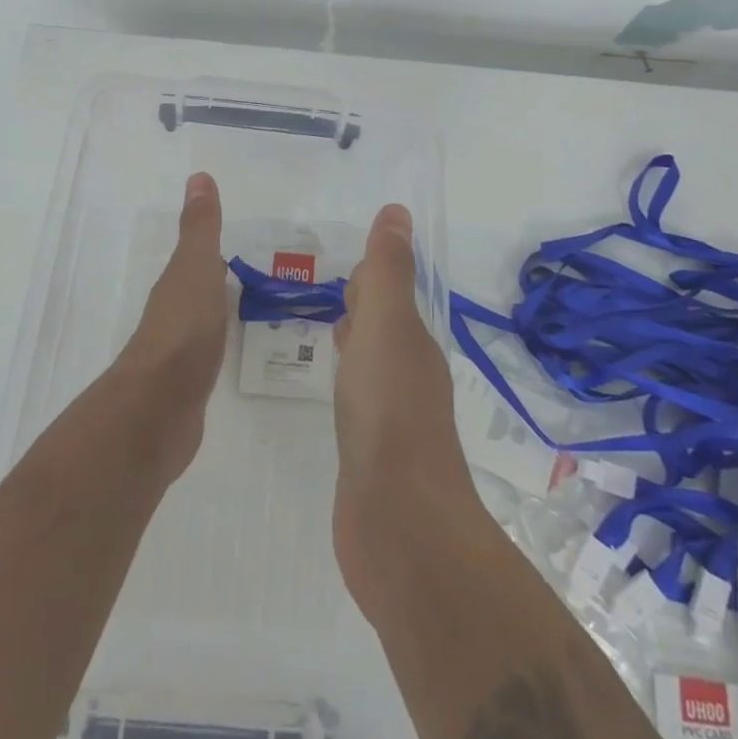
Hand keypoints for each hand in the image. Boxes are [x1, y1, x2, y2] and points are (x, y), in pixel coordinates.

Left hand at [117, 172, 227, 484]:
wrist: (159, 409)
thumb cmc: (183, 329)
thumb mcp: (195, 269)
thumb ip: (200, 228)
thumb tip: (198, 176)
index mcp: (177, 286)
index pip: (196, 263)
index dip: (212, 253)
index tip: (236, 247)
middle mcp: (174, 316)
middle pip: (198, 293)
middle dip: (220, 285)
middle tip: (256, 279)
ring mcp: (180, 355)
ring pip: (203, 326)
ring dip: (220, 317)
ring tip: (255, 315)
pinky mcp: (188, 388)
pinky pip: (208, 359)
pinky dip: (220, 349)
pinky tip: (234, 356)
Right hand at [332, 204, 481, 625]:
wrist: (400, 526)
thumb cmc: (390, 415)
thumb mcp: (386, 329)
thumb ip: (389, 273)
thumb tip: (397, 212)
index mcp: (411, 343)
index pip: (393, 295)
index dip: (374, 274)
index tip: (350, 256)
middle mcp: (408, 375)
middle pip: (386, 327)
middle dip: (365, 303)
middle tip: (334, 286)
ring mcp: (391, 417)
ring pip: (373, 362)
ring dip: (356, 340)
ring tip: (326, 325)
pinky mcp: (371, 454)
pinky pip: (358, 400)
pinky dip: (346, 380)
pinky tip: (328, 386)